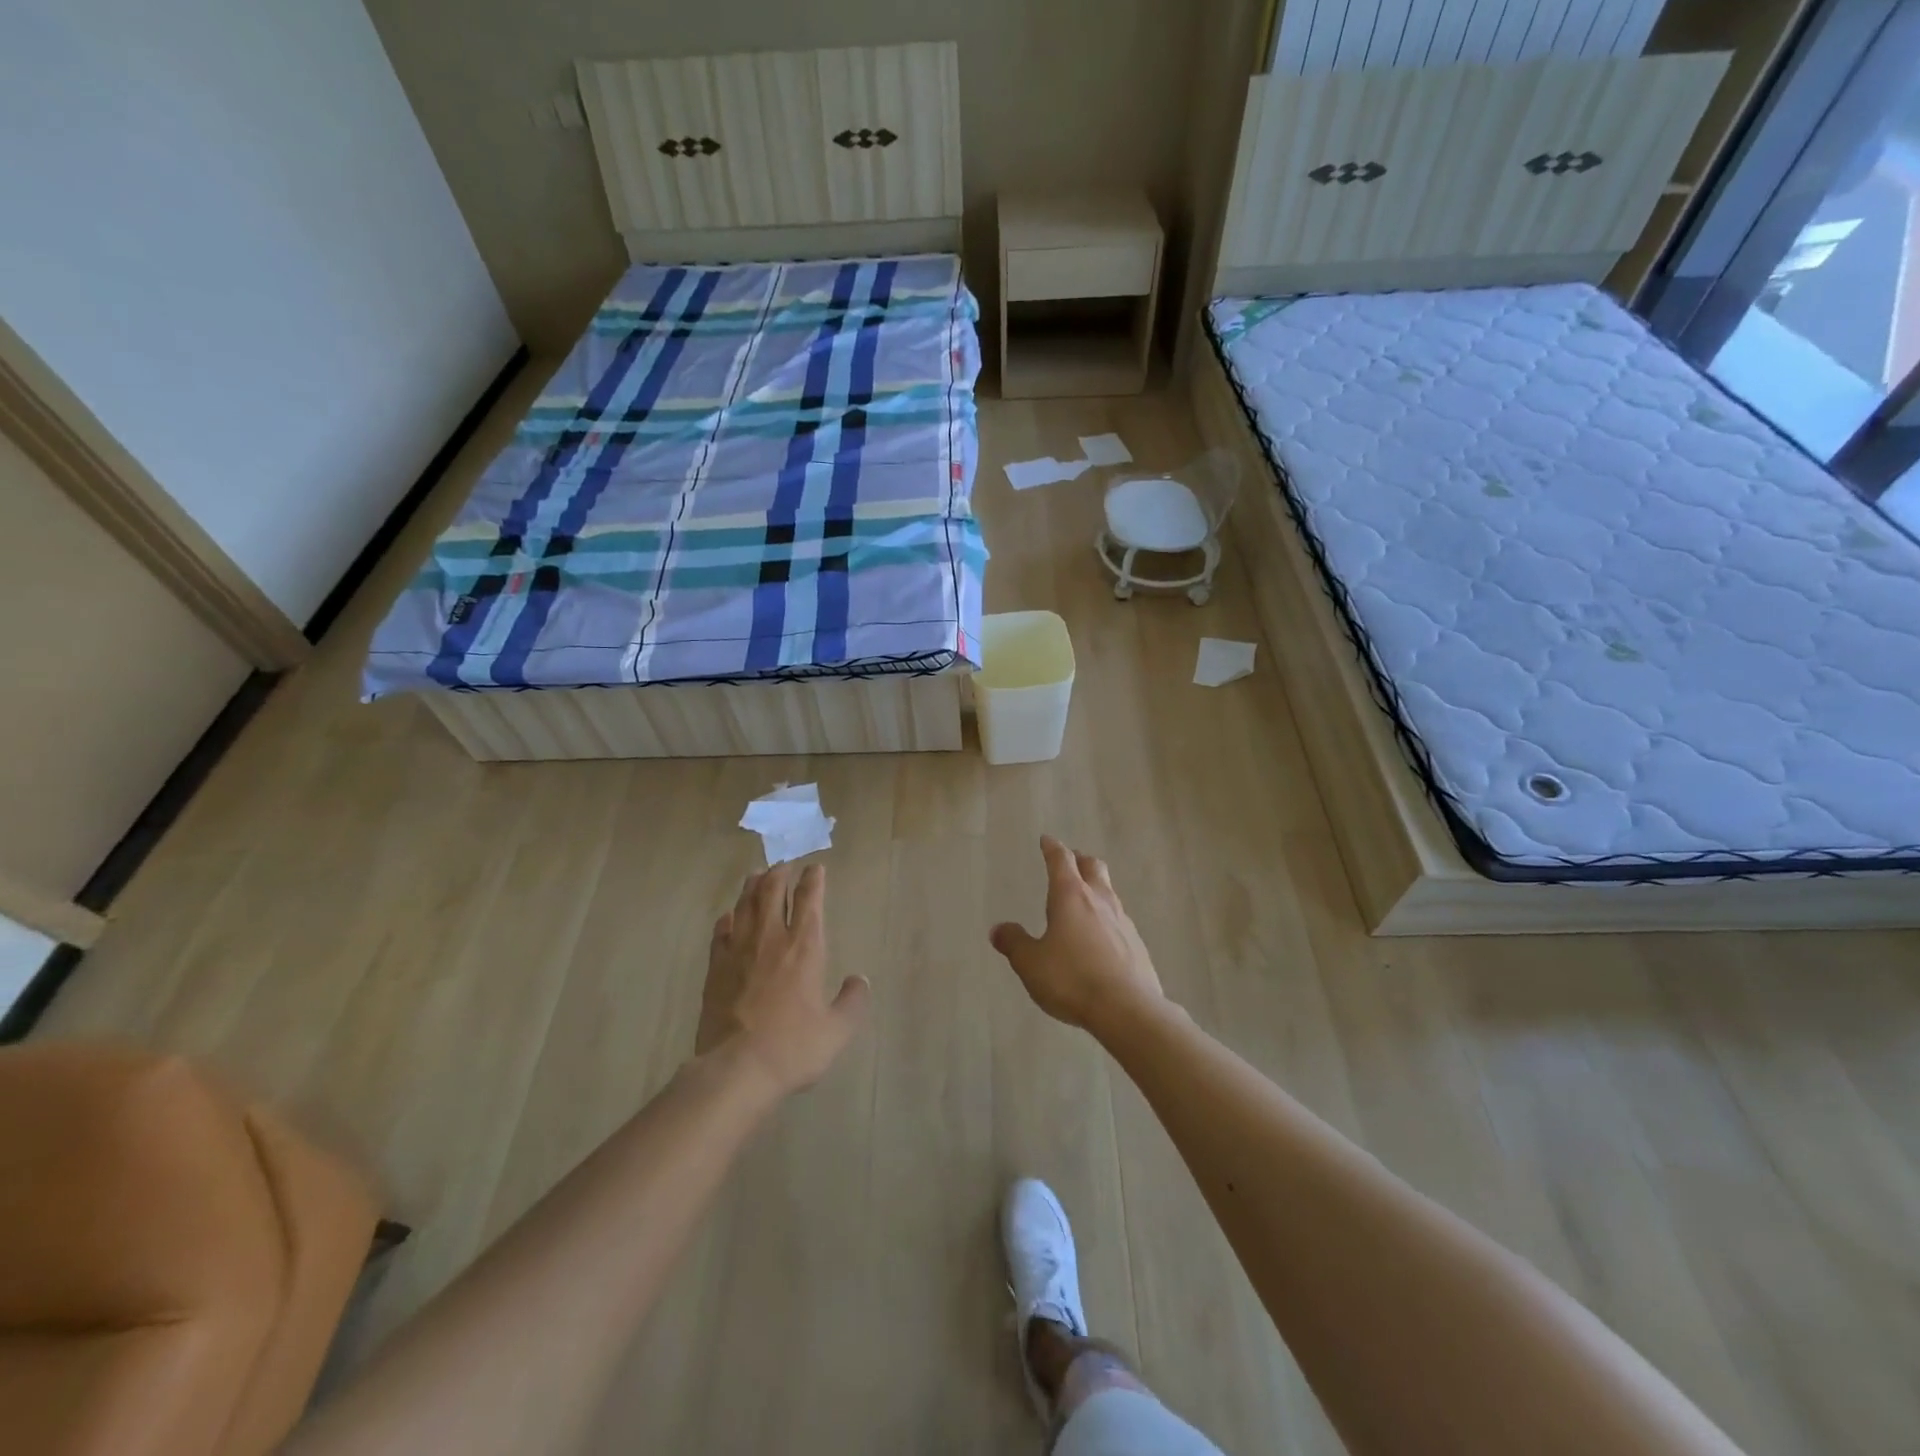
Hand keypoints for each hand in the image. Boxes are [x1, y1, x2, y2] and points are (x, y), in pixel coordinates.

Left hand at [697, 864, 869, 1095]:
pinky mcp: (715, 968)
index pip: (809, 899)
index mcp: (804, 947)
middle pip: (772, 891)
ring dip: (753, 886)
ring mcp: (738, 951)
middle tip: (785, 864)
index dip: (814, 879)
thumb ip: (853, 1002)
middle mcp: (771, 939)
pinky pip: (720, 932)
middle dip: (781, 873)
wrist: (735, 1070)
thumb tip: (860, 981)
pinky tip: (728, 917)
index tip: (816, 868)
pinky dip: (727, 919)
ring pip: (745, 905)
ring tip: (757, 875)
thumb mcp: (837, 1030)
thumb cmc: (793, 1047)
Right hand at [989, 836, 1163, 1033]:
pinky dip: (1106, 918)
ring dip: (1096, 888)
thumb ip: (1014, 943)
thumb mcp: (1031, 964)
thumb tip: (998, 929)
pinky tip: (1100, 937)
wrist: (1128, 1009)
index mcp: (1071, 896)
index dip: (1052, 848)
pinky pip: (1119, 920)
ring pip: (1109, 892)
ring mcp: (1123, 921)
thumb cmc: (1072, 979)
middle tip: (1070, 861)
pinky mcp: (1137, 944)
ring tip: (1084, 900)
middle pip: (1093, 867)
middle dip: (1080, 860)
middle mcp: (1100, 900)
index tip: (1046, 840)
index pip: (1061, 860)